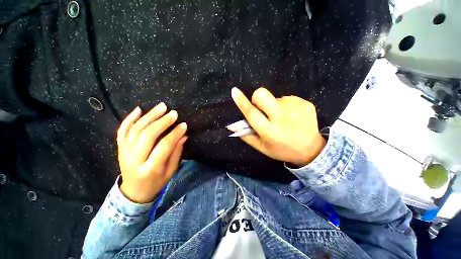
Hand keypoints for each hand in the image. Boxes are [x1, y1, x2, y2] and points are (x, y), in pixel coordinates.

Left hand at [116, 103, 187, 203]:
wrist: (133, 192)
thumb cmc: (156, 182)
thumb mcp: (171, 171)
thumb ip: (176, 153)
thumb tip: (183, 136)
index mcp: (150, 168)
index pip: (164, 146)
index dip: (175, 134)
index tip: (184, 125)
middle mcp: (135, 159)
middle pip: (148, 135)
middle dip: (162, 122)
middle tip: (173, 113)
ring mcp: (124, 153)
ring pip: (135, 129)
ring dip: (149, 116)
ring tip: (161, 107)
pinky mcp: (120, 148)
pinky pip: (122, 131)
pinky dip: (130, 119)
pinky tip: (139, 109)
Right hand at [231, 87, 324, 166]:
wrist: (311, 149)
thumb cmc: (282, 149)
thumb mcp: (262, 148)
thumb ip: (247, 136)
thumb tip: (234, 125)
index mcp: (270, 132)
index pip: (252, 113)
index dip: (241, 102)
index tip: (234, 91)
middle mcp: (282, 118)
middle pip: (262, 95)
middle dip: (257, 98)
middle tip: (263, 109)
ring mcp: (295, 108)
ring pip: (274, 97)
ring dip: (273, 106)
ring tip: (282, 118)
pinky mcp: (305, 103)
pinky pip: (287, 98)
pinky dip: (285, 106)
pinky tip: (292, 116)